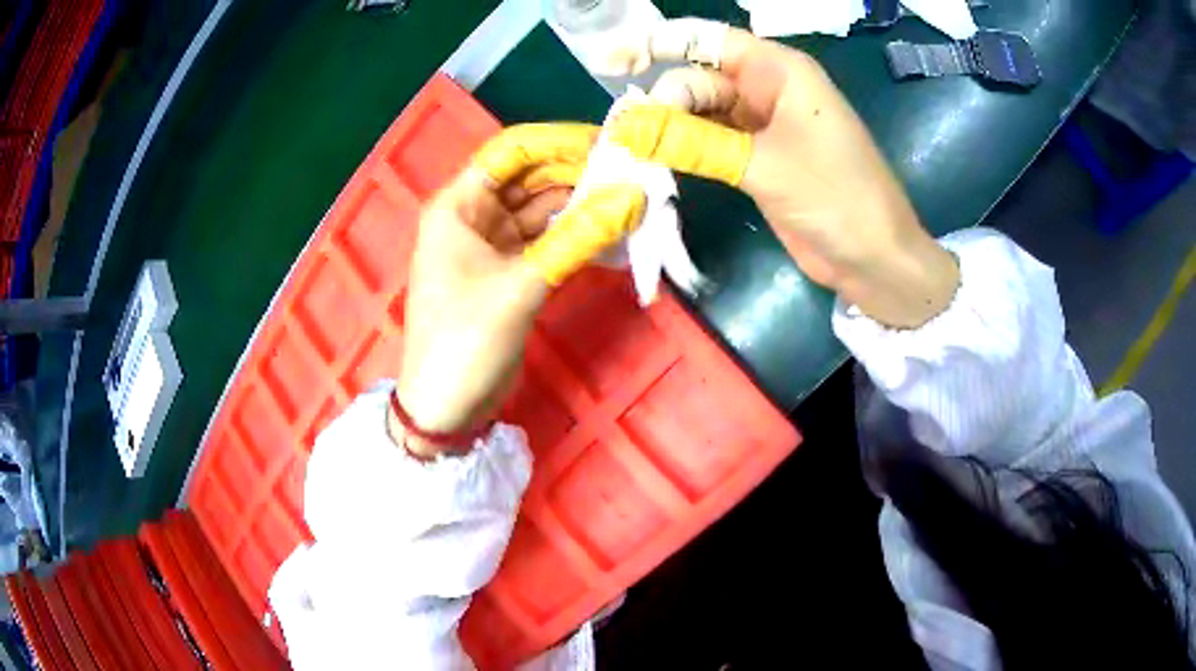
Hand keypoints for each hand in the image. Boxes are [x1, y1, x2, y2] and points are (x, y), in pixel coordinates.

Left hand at [393, 124, 645, 456]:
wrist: (446, 407)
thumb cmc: (464, 340)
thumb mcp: (519, 287)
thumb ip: (577, 239)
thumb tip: (633, 197)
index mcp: (459, 204)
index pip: (512, 150)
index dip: (559, 141)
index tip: (609, 144)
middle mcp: (475, 215)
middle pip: (532, 178)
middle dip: (579, 173)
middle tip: (633, 173)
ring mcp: (494, 244)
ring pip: (544, 210)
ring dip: (583, 205)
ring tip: (633, 200)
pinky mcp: (511, 271)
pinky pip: (548, 240)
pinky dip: (577, 236)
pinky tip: (612, 231)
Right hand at [611, 22, 959, 327]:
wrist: (876, 261)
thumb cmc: (838, 199)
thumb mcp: (764, 165)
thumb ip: (693, 142)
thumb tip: (624, 126)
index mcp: (780, 71)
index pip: (708, 40)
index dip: (657, 43)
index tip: (610, 62)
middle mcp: (768, 89)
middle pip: (699, 79)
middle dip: (661, 101)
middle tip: (625, 136)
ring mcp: (762, 126)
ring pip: (701, 112)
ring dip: (667, 127)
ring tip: (629, 149)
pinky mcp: (757, 159)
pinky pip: (710, 142)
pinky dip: (684, 150)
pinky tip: (656, 161)